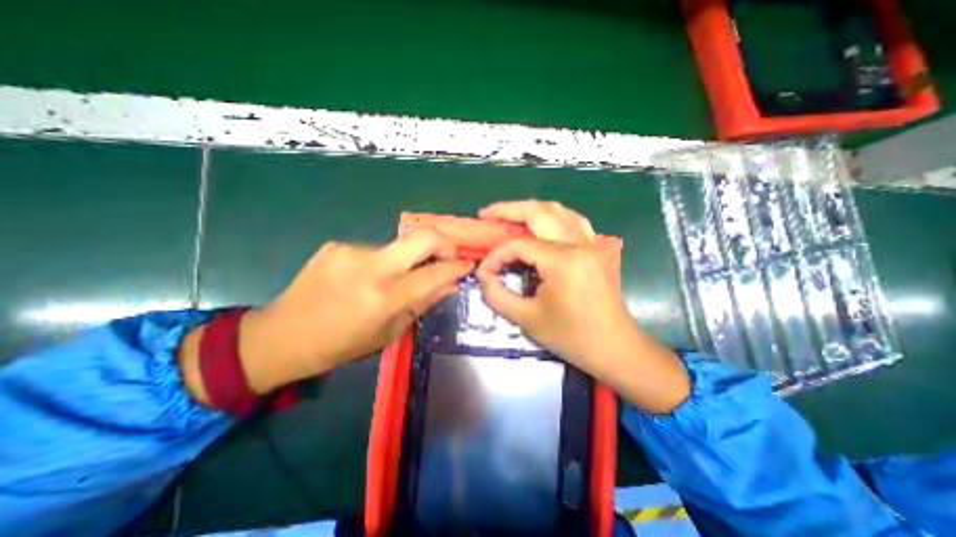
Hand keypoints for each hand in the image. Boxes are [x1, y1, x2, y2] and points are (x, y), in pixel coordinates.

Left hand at [178, 230, 468, 400]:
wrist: (283, 335)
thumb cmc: (341, 344)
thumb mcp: (389, 332)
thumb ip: (422, 303)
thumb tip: (449, 284)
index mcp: (385, 297)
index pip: (435, 273)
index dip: (457, 267)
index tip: (468, 265)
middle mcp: (371, 267)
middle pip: (423, 236)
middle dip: (444, 242)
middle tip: (448, 254)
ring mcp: (351, 250)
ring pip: (397, 246)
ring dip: (406, 260)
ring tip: (394, 279)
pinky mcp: (337, 245)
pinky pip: (373, 250)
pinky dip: (381, 262)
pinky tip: (364, 279)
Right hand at [477, 200, 687, 413]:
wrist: (615, 348)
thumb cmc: (571, 337)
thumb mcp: (526, 319)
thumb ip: (497, 294)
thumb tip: (483, 274)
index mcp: (564, 261)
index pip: (520, 245)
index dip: (497, 254)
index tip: (485, 269)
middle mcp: (580, 243)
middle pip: (539, 212)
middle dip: (508, 210)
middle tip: (486, 214)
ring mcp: (593, 243)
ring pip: (559, 210)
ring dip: (530, 209)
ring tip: (509, 216)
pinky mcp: (599, 248)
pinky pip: (574, 221)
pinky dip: (553, 216)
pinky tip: (541, 223)